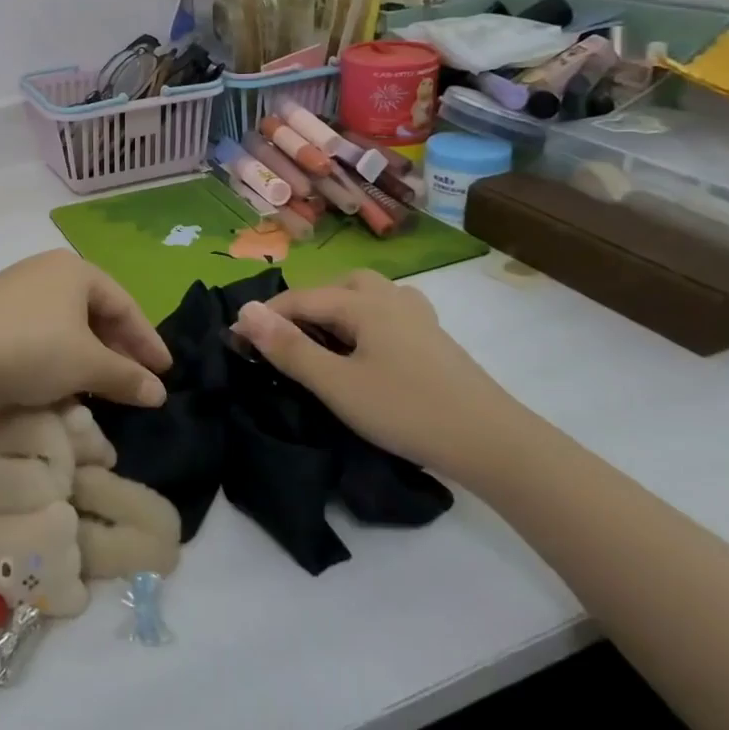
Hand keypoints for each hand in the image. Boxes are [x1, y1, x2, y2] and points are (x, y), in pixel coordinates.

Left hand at [0, 250, 170, 414]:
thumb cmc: (31, 349)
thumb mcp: (86, 365)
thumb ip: (126, 377)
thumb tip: (159, 393)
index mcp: (75, 270)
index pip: (124, 304)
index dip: (148, 340)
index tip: (164, 372)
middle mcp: (46, 271)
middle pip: (95, 311)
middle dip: (117, 348)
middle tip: (135, 380)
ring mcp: (15, 289)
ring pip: (66, 323)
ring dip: (88, 355)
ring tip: (100, 385)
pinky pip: (40, 332)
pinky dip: (58, 355)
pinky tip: (59, 381)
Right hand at [230, 269, 530, 477]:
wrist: (493, 442)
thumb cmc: (407, 410)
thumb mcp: (337, 385)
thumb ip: (289, 348)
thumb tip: (244, 312)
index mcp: (363, 302)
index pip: (300, 299)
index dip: (265, 318)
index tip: (235, 340)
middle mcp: (390, 297)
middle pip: (334, 287)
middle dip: (302, 308)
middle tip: (283, 342)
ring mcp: (417, 315)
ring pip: (365, 295)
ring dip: (335, 310)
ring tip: (323, 341)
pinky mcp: (434, 338)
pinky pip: (387, 312)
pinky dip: (364, 321)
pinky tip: (367, 348)